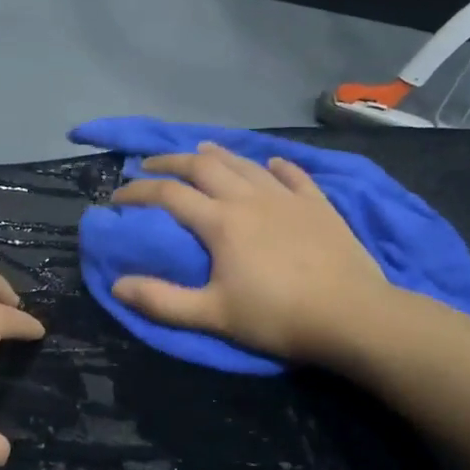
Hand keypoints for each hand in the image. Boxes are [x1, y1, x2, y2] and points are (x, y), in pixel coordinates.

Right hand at [109, 143, 394, 366]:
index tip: (117, 196)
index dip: (138, 191)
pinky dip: (276, 167)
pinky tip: (271, 165)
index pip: (168, 195)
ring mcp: (287, 197)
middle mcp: (249, 198)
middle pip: (203, 166)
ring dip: (217, 155)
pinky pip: (293, 175)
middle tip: (150, 165)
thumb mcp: (212, 316)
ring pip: (245, 163)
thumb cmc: (277, 317)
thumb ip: (162, 300)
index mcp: (220, 221)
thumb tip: (117, 284)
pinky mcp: (318, 204)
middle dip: (171, 162)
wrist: (352, 315)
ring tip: (199, 152)